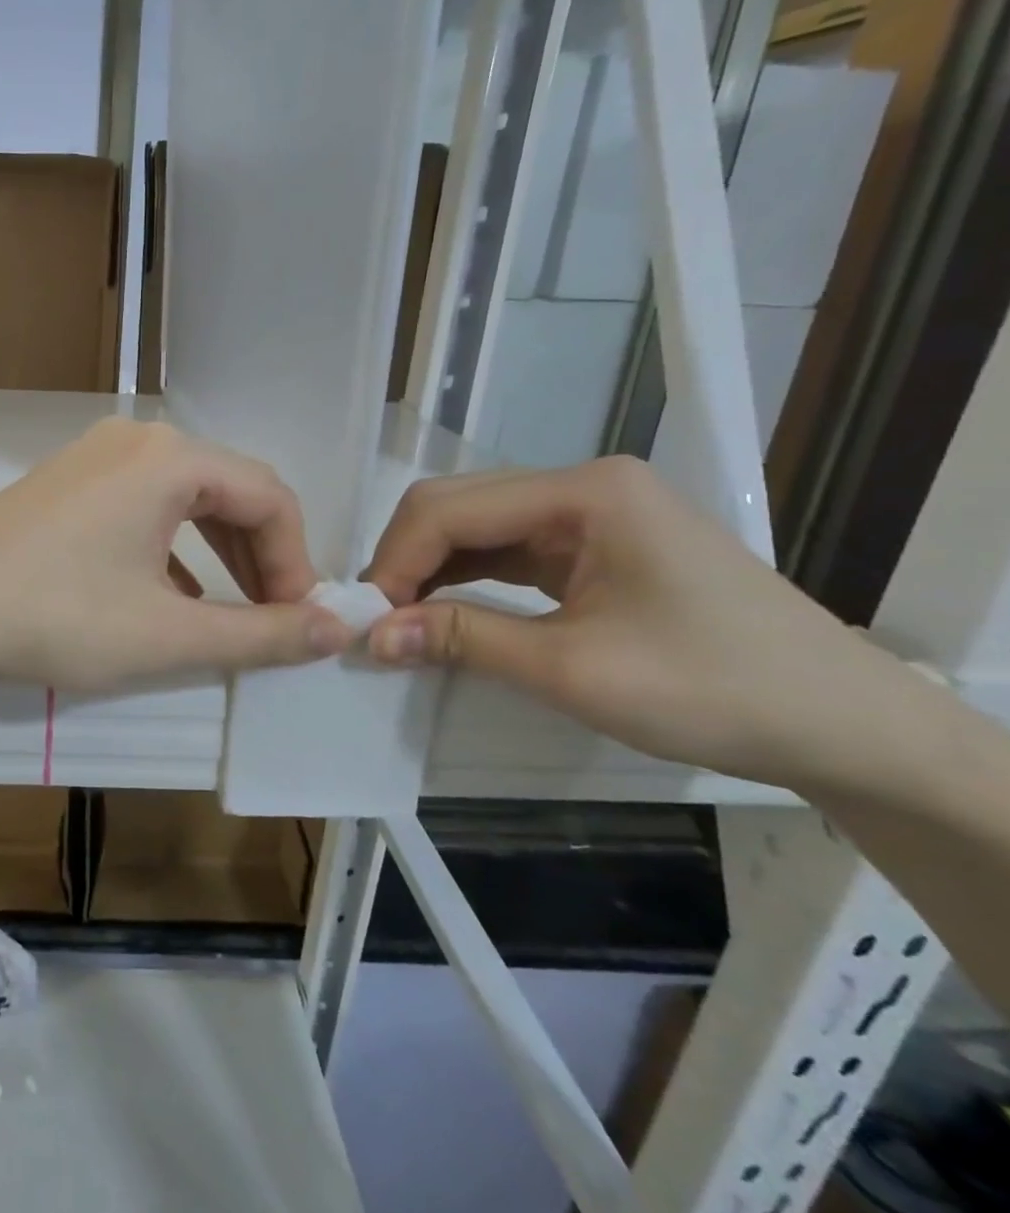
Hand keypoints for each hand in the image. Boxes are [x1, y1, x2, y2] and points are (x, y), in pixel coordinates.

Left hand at [0, 418, 355, 692]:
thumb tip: (339, 630)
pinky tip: (167, 598)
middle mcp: (135, 439)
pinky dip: (169, 549)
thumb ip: (261, 634)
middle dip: (259, 558)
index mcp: (171, 457)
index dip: (298, 563)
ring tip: (227, 615)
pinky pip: (140, 507)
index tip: (300, 625)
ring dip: (216, 555)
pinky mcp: (64, 482)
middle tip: (272, 620)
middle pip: (228, 491)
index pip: (270, 497)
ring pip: (183, 500)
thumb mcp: (168, 636)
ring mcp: (93, 456)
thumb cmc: (56, 618)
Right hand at [359, 456, 905, 786]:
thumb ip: (464, 640)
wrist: (846, 726)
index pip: (450, 509)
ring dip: (426, 570)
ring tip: (398, 621)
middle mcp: (579, 486)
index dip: (394, 561)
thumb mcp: (574, 670)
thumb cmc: (715, 690)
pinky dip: (461, 579)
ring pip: (472, 525)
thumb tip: (372, 636)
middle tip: (376, 623)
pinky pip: (502, 550)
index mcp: (583, 493)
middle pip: (455, 505)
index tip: (366, 622)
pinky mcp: (590, 544)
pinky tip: (440, 611)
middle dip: (404, 560)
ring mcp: (587, 513)